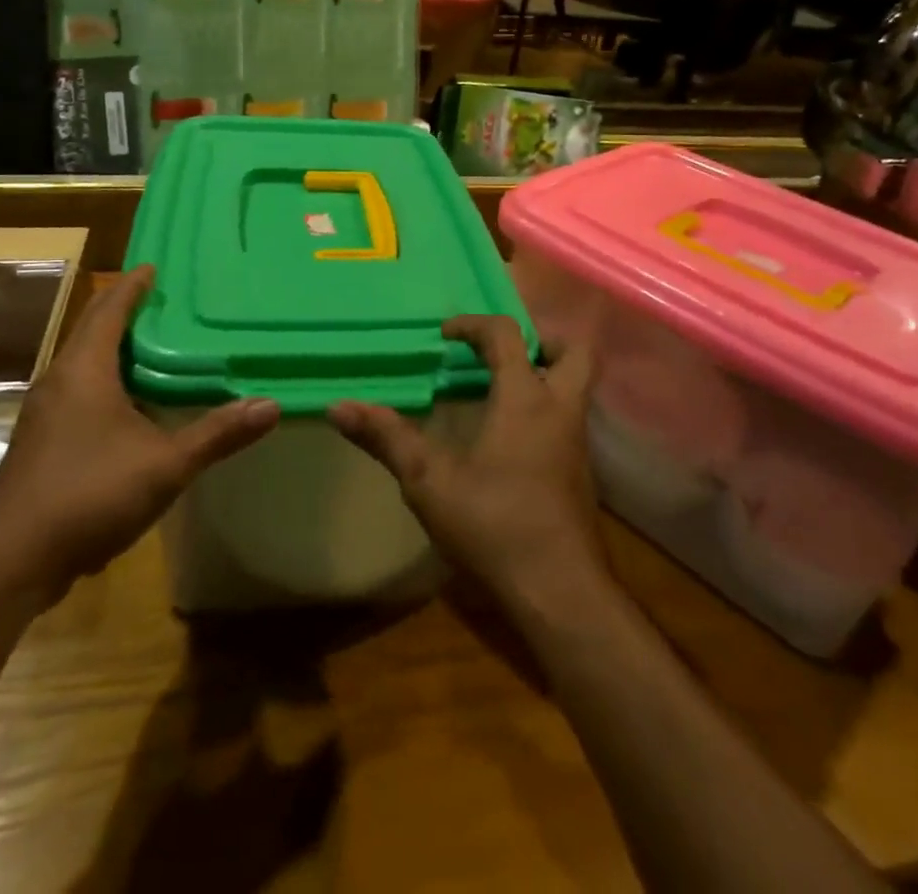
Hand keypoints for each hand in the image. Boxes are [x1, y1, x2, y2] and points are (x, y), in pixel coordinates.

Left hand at [0, 264, 278, 608]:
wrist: (11, 561)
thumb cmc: (89, 494)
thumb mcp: (165, 464)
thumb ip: (218, 433)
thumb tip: (271, 406)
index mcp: (84, 369)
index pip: (109, 309)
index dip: (133, 285)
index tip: (154, 266)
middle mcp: (60, 380)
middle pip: (93, 330)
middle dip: (125, 311)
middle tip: (166, 302)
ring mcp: (46, 413)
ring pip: (84, 363)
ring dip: (115, 348)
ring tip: (157, 346)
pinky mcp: (42, 441)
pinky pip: (79, 391)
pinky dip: (107, 380)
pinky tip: (133, 403)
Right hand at [329, 315, 603, 609]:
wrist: (560, 592)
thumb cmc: (494, 526)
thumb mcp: (429, 481)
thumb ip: (387, 438)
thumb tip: (338, 406)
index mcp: (526, 399)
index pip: (507, 335)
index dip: (474, 324)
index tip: (445, 334)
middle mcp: (560, 410)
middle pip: (575, 350)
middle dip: (542, 337)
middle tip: (501, 351)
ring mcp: (576, 442)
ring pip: (576, 386)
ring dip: (545, 373)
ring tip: (498, 387)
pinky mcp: (579, 472)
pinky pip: (568, 418)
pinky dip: (544, 408)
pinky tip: (508, 436)